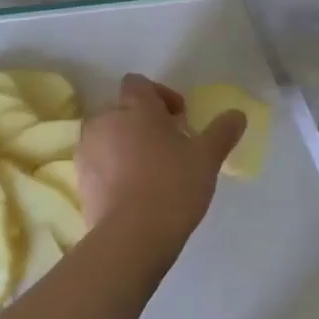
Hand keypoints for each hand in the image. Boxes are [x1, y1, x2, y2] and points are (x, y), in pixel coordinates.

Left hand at [77, 74, 245, 249]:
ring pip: (108, 137)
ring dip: (126, 145)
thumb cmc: (173, 185)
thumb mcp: (207, 157)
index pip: (138, 82)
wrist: (132, 236)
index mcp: (135, 108)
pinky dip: (114, 170)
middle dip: (143, 122)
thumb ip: (222, 131)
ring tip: (151, 171)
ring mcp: (87, 151)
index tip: (179, 118)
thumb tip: (237, 114)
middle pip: (123, 110)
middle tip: (169, 146)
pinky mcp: (80, 181)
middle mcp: (105, 121)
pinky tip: (135, 192)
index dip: (159, 95)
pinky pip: (99, 164)